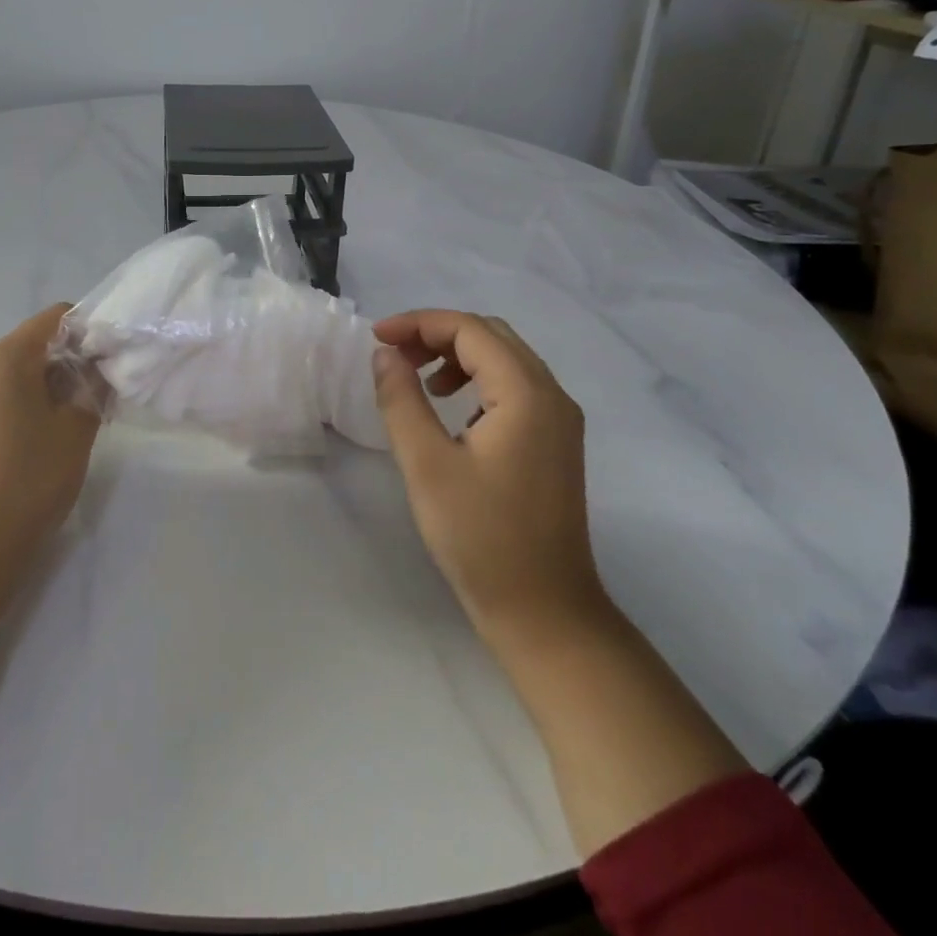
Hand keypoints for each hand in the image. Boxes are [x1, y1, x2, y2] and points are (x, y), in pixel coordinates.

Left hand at [0, 303, 100, 606]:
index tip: (107, 365)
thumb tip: (95, 372)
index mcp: (0, 358)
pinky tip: (18, 462)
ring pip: (1, 385)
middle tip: (88, 408)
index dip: (87, 333)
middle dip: (60, 371)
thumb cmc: (24, 481)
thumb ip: (92, 391)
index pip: (53, 319)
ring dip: (32, 398)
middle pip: (25, 352)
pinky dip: (5, 421)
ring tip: (53, 441)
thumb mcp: (76, 433)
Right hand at [371, 310, 606, 651]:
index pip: (469, 329)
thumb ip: (402, 400)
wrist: (545, 613)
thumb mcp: (426, 465)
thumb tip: (386, 355)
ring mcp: (560, 420)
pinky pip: (516, 388)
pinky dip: (479, 381)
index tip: (376, 338)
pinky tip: (454, 413)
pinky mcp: (556, 443)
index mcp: (526, 393)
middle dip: (437, 335)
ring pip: (505, 360)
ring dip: (458, 356)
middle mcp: (552, 395)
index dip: (418, 323)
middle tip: (394, 356)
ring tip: (421, 384)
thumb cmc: (481, 538)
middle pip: (491, 336)